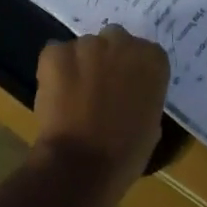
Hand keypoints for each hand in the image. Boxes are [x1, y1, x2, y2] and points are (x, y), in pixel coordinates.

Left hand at [32, 25, 169, 195]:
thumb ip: (144, 97)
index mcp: (152, 59)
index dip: (133, 72)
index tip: (126, 90)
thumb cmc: (125, 154)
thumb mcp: (151, 124)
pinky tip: (55, 94)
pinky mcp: (56, 52)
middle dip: (108, 60)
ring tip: (73, 96)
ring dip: (81, 65)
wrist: (82, 166)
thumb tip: (130, 96)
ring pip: (84, 48)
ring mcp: (87, 44)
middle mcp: (122, 42)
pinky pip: (56, 54)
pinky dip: (54, 70)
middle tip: (100, 89)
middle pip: (114, 41)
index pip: (145, 55)